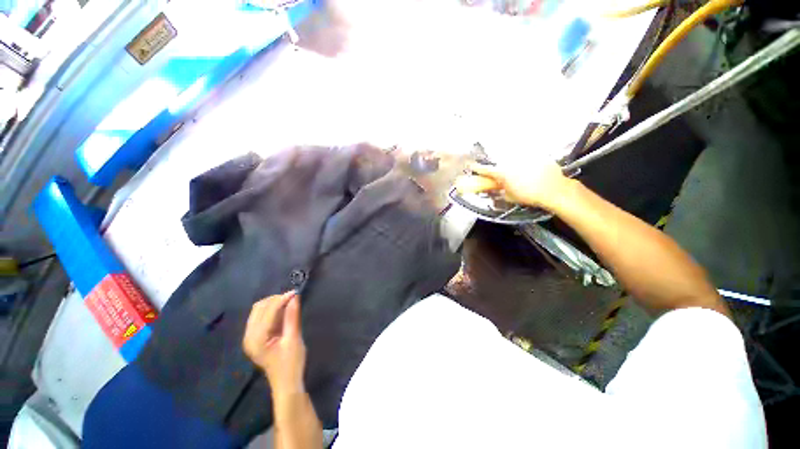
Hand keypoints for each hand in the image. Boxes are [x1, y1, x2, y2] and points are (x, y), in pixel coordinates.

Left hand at [243, 291, 306, 395]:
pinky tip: (282, 311)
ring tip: (289, 303)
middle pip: (259, 308)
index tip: (296, 292)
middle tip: (293, 298)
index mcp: (256, 339)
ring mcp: (249, 337)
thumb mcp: (294, 339)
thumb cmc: (291, 363)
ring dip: (273, 303)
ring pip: (258, 310)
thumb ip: (292, 317)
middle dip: (276, 299)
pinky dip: (271, 310)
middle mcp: (248, 336)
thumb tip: (295, 297)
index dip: (282, 299)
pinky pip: (260, 317)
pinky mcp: (254, 338)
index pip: (268, 311)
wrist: (286, 383)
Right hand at [454, 160, 572, 210]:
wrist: (554, 190)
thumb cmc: (529, 195)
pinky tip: (528, 171)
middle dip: (496, 167)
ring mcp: (524, 156)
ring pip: (512, 158)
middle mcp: (511, 161)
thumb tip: (495, 188)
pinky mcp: (535, 155)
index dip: (476, 168)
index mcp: (502, 172)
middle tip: (497, 174)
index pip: (485, 169)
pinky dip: (523, 162)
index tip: (471, 165)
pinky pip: (525, 157)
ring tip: (516, 173)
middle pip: (498, 161)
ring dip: (510, 164)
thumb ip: (499, 190)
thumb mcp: (509, 197)